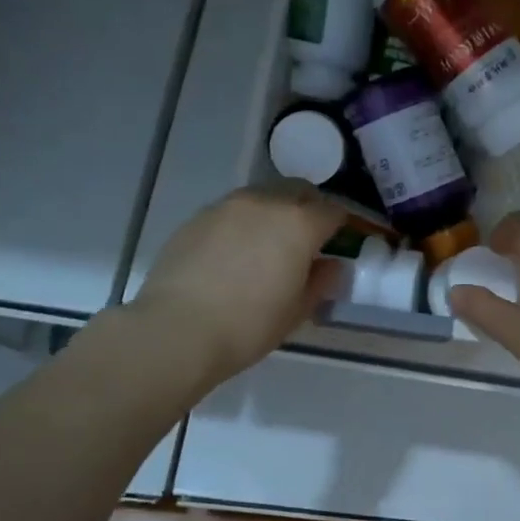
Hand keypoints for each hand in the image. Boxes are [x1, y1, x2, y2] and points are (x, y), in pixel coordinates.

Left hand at [131, 185, 345, 387]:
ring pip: (263, 197)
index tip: (340, 244)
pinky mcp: (197, 218)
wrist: (177, 330)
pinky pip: (232, 212)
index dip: (342, 227)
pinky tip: (235, 255)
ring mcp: (227, 207)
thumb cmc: (250, 325)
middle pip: (298, 191)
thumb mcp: (297, 311)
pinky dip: (243, 225)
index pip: (333, 211)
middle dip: (309, 209)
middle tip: (308, 240)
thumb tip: (331, 266)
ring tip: (268, 246)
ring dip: (274, 213)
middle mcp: (265, 203)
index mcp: (299, 224)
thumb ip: (321, 282)